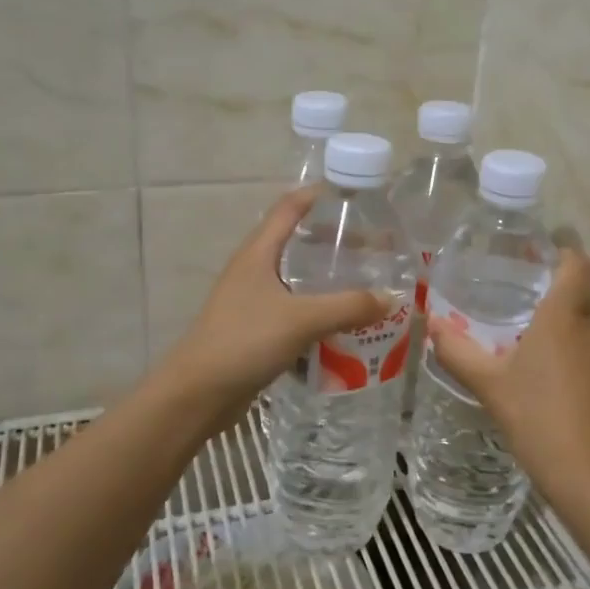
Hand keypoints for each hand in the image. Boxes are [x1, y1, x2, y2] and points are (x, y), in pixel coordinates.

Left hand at [162, 186, 389, 405]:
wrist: (198, 393)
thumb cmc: (245, 341)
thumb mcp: (302, 319)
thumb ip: (348, 307)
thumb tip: (391, 298)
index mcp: (258, 252)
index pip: (290, 207)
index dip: (319, 195)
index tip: (355, 196)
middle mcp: (254, 269)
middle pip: (297, 241)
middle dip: (334, 241)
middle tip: (373, 248)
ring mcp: (253, 299)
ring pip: (297, 279)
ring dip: (328, 279)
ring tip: (365, 283)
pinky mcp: (256, 328)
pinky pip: (295, 309)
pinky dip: (319, 310)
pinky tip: (343, 323)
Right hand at [427, 248, 589, 506]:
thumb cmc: (538, 420)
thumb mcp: (489, 387)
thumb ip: (458, 352)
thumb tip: (432, 324)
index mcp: (564, 318)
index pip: (577, 265)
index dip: (566, 254)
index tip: (546, 256)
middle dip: (569, 296)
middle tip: (535, 310)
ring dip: (577, 338)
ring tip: (546, 360)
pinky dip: (589, 371)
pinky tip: (568, 399)